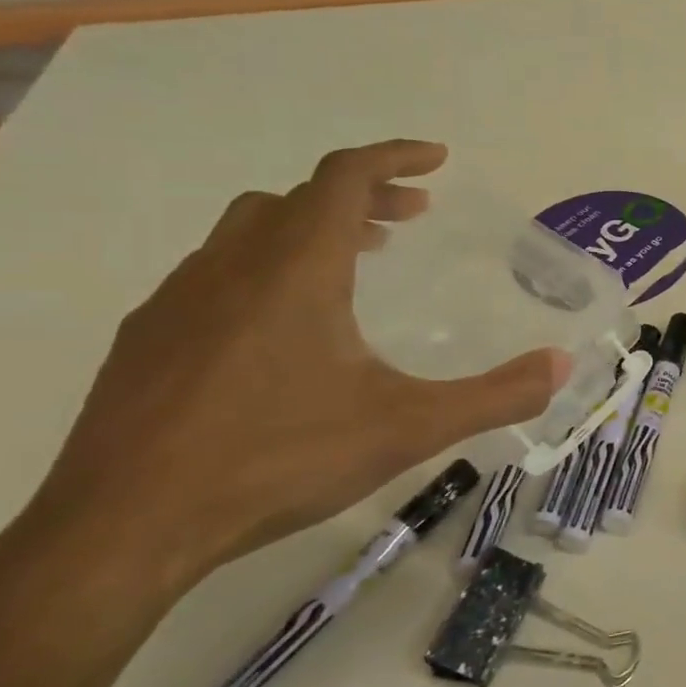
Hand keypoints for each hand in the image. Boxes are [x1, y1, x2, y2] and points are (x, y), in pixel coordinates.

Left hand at [12, 141, 569, 595]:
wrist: (122, 530)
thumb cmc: (277, 461)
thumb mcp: (409, 428)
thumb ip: (495, 394)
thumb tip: (563, 365)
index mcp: (296, 270)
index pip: (344, 177)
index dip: (395, 156)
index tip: (437, 160)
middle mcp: (232, 267)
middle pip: (300, 197)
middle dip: (364, 195)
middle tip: (411, 219)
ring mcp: (177, 301)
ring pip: (249, 230)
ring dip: (310, 228)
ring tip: (355, 264)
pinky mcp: (145, 340)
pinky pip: (215, 273)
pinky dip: (264, 268)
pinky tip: (281, 328)